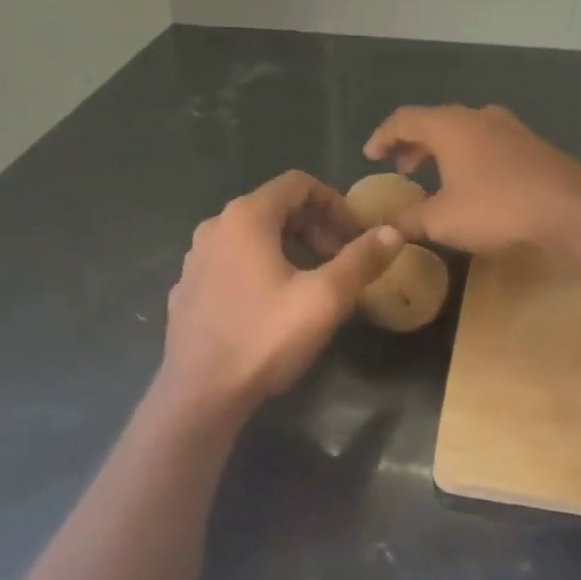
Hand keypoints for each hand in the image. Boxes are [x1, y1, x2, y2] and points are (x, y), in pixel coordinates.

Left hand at [154, 171, 403, 422]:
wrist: (200, 394)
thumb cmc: (265, 337)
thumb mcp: (325, 298)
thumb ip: (362, 259)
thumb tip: (392, 232)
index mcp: (246, 217)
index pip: (298, 184)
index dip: (335, 203)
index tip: (357, 235)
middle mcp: (215, 227)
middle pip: (275, 208)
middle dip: (315, 227)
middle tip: (342, 260)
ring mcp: (195, 259)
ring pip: (252, 237)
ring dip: (289, 248)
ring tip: (313, 282)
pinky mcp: (187, 289)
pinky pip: (231, 263)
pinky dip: (260, 268)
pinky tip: (273, 305)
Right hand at [363, 105, 580, 255]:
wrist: (569, 207)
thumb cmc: (495, 206)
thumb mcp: (442, 220)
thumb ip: (409, 221)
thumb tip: (386, 228)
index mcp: (449, 125)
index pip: (404, 119)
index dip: (383, 136)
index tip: (370, 155)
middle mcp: (478, 117)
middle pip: (436, 122)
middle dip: (414, 144)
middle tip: (402, 167)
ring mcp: (510, 128)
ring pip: (465, 132)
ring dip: (444, 151)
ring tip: (435, 177)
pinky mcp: (532, 146)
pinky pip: (488, 144)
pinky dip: (470, 157)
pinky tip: (475, 184)